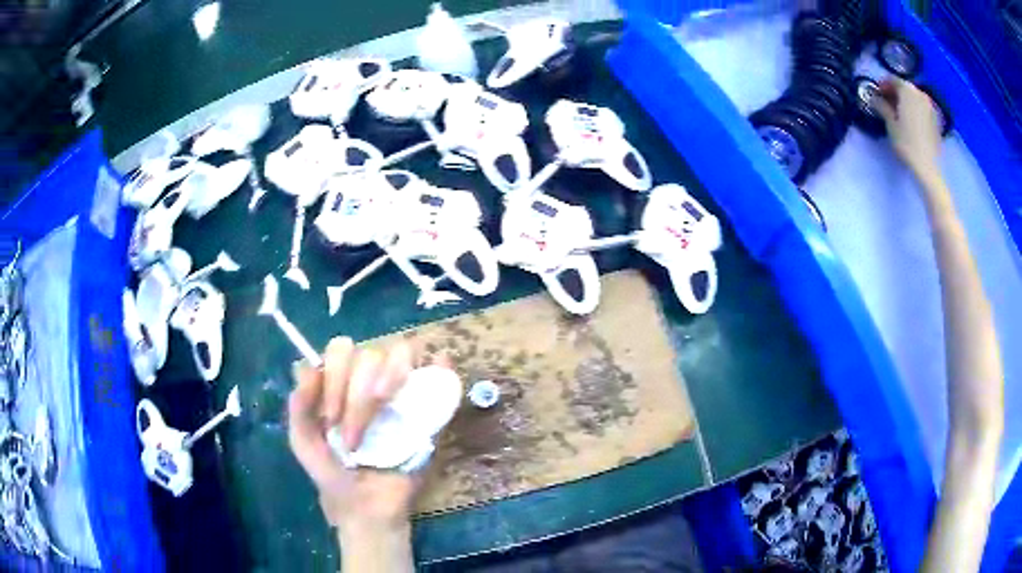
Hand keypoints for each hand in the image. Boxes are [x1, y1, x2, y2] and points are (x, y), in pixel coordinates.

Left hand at [288, 338, 438, 529]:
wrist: (367, 508)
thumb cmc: (333, 475)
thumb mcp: (304, 442)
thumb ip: (299, 405)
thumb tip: (309, 367)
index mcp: (340, 384)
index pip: (341, 351)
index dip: (334, 377)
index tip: (332, 419)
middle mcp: (370, 381)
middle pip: (370, 353)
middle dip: (357, 392)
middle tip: (354, 434)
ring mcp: (402, 393)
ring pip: (402, 354)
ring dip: (389, 376)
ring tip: (384, 405)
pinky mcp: (429, 412)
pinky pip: (440, 377)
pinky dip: (441, 367)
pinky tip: (438, 366)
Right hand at [873, 77, 942, 176]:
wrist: (928, 167)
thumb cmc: (906, 143)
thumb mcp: (890, 123)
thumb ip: (881, 106)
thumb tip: (874, 98)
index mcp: (907, 89)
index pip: (892, 80)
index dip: (882, 86)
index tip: (876, 95)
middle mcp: (920, 93)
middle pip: (904, 88)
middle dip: (895, 93)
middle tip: (886, 104)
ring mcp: (930, 106)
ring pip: (913, 98)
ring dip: (905, 102)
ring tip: (899, 113)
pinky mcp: (935, 119)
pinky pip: (921, 108)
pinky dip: (914, 110)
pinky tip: (910, 121)